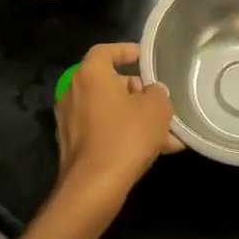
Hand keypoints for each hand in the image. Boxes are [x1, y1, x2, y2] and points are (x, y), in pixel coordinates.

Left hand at [53, 43, 180, 210]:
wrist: (94, 187)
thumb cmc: (126, 136)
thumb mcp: (157, 108)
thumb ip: (158, 92)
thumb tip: (152, 92)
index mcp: (91, 75)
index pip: (106, 51)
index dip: (126, 51)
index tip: (145, 58)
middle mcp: (74, 93)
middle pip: (110, 83)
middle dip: (138, 93)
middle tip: (161, 104)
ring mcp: (70, 121)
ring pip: (110, 111)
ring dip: (136, 118)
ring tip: (167, 135)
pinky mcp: (73, 146)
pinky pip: (104, 132)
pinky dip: (125, 136)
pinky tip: (155, 151)